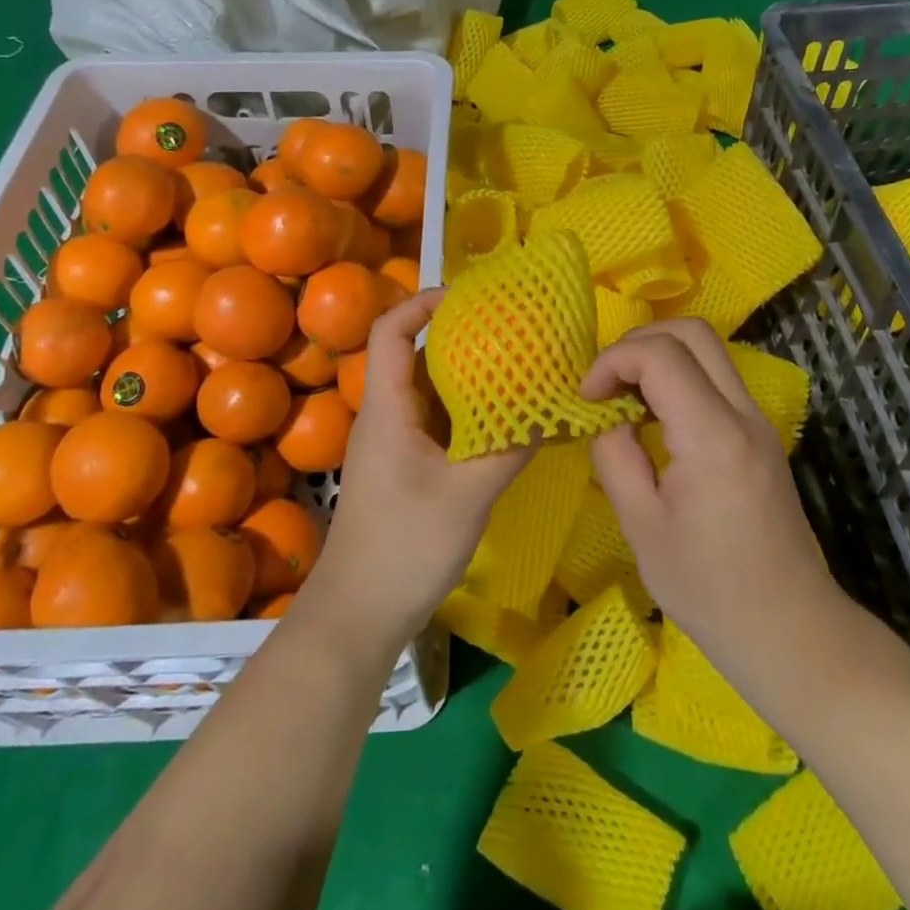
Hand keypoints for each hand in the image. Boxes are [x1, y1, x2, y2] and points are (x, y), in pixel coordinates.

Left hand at [299, 289, 533, 650]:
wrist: (358, 614)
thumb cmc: (404, 548)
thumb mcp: (466, 497)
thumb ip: (508, 450)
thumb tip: (551, 410)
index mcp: (387, 409)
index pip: (390, 332)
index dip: (423, 303)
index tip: (471, 295)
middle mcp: (387, 415)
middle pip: (415, 353)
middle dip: (459, 333)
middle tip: (510, 326)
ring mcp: (396, 441)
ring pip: (430, 388)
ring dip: (467, 373)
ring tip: (515, 362)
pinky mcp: (407, 465)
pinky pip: (437, 419)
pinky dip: (467, 408)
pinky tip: (503, 415)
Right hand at [582, 319, 845, 679]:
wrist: (790, 630)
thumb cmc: (709, 590)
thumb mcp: (641, 527)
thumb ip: (615, 457)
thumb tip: (605, 416)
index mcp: (713, 436)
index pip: (660, 354)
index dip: (612, 361)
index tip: (586, 397)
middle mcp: (743, 414)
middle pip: (692, 332)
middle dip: (637, 343)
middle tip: (604, 383)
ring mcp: (758, 422)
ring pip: (708, 350)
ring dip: (659, 356)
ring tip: (623, 397)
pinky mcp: (760, 435)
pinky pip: (716, 379)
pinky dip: (678, 377)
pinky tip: (653, 417)